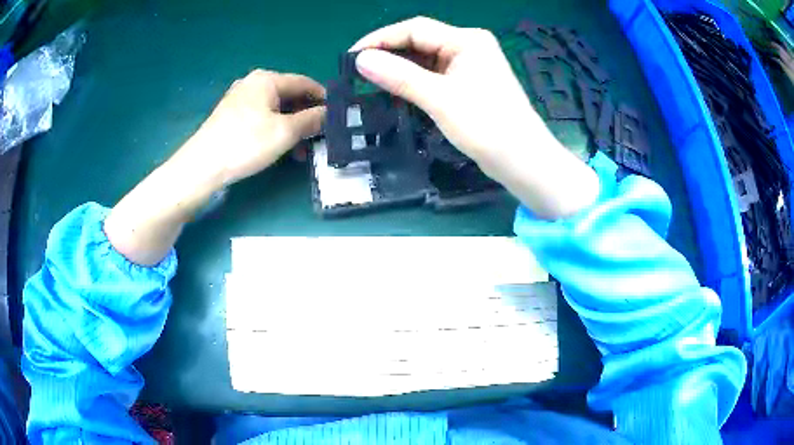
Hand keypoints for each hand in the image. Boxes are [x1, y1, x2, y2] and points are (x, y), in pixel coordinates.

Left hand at [105, 70, 324, 265]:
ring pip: (276, 110)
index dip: (323, 99)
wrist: (202, 166)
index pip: (305, 83)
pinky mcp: (232, 116)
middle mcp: (254, 83)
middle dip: (307, 117)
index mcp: (267, 79)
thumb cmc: (245, 143)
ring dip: (292, 128)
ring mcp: (241, 99)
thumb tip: (329, 113)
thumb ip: (311, 120)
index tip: (338, 116)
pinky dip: (276, 131)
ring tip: (303, 151)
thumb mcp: (285, 132)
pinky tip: (282, 149)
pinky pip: (262, 118)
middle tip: (321, 138)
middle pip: (290, 96)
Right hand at [351, 17, 538, 164]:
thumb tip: (361, 60)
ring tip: (371, 83)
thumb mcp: (440, 99)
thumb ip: (399, 76)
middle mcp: (469, 46)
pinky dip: (415, 82)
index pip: (415, 29)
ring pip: (426, 60)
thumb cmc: (487, 126)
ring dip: (400, 70)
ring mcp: (470, 66)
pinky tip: (397, 92)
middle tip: (358, 73)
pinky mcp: (470, 85)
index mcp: (467, 40)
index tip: (351, 57)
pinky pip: (435, 76)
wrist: (523, 162)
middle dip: (389, 55)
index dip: (380, 39)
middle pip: (420, 42)